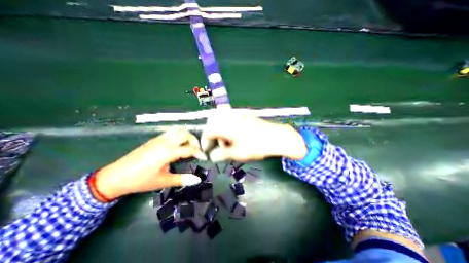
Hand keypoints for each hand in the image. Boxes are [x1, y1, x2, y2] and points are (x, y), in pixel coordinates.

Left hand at [93, 126, 206, 199]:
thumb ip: (182, 179)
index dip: (199, 152)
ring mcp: (159, 139)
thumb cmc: (140, 180)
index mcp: (167, 152)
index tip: (204, 157)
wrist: (114, 177)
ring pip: (178, 130)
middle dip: (194, 141)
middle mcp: (164, 142)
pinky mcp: (154, 139)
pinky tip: (178, 145)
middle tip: (196, 150)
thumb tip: (198, 179)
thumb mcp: (163, 181)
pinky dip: (179, 135)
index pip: (189, 149)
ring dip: (186, 136)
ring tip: (188, 146)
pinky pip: (171, 132)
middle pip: (185, 134)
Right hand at [201, 109, 308, 161]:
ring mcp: (238, 113)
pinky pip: (231, 117)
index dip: (205, 141)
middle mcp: (229, 116)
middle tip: (220, 145)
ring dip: (221, 129)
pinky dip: (228, 125)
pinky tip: (236, 133)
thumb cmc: (256, 146)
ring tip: (229, 140)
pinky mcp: (245, 113)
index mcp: (226, 126)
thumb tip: (213, 156)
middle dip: (213, 134)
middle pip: (213, 123)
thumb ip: (222, 154)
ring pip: (221, 119)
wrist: (276, 137)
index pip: (208, 131)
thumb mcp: (238, 153)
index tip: (208, 150)